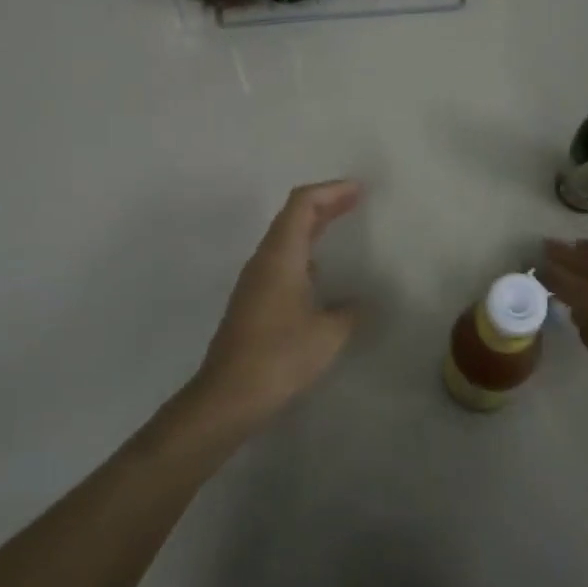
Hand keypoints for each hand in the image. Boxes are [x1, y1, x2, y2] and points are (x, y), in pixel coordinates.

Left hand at [194, 180, 363, 424]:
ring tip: (340, 226)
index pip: (302, 203)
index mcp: (281, 256)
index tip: (359, 190)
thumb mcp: (328, 334)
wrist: (228, 396)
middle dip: (325, 203)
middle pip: (292, 216)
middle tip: (356, 199)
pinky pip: (281, 260)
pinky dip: (304, 251)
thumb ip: (348, 312)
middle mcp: (264, 260)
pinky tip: (320, 273)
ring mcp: (254, 281)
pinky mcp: (252, 301)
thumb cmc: (279, 357)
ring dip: (313, 227)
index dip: (331, 190)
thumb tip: (357, 304)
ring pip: (285, 238)